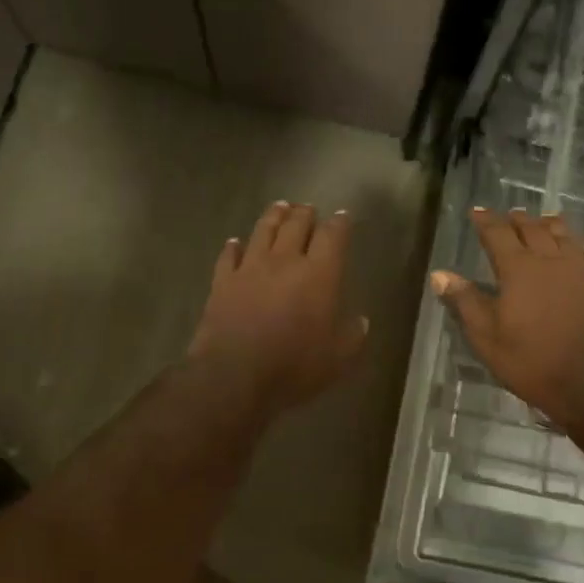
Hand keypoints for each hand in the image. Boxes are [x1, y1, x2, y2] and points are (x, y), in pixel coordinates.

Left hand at [188, 202, 367, 416]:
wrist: (235, 375)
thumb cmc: (295, 366)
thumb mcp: (338, 358)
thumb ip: (352, 335)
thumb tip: (360, 321)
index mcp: (319, 274)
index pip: (333, 236)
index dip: (340, 223)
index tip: (343, 216)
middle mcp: (285, 261)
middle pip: (296, 225)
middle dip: (305, 213)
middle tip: (309, 208)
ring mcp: (250, 268)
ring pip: (263, 231)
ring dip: (273, 216)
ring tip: (279, 207)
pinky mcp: (223, 282)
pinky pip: (229, 256)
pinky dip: (233, 246)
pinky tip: (234, 242)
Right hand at [431, 208, 583, 430]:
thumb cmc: (531, 361)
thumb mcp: (486, 337)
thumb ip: (465, 302)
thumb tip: (440, 274)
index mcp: (518, 269)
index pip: (498, 234)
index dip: (486, 221)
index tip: (477, 211)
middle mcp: (550, 261)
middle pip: (533, 230)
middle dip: (518, 220)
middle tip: (509, 215)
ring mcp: (579, 273)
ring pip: (565, 237)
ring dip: (551, 225)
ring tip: (543, 220)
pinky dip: (583, 249)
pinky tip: (583, 250)